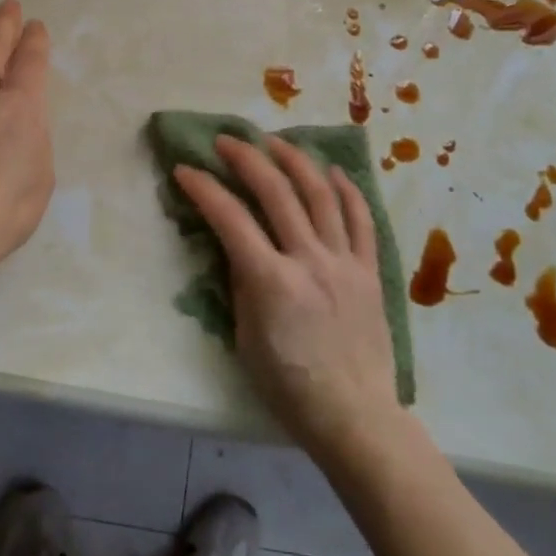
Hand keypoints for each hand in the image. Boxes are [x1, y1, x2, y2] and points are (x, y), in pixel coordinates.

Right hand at [172, 137, 402, 464]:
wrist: (353, 415)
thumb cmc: (288, 386)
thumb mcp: (245, 338)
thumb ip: (240, 283)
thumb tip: (235, 243)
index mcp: (271, 281)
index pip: (230, 218)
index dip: (204, 189)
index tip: (185, 169)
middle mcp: (308, 260)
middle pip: (276, 192)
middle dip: (247, 158)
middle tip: (227, 140)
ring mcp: (343, 261)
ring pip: (320, 194)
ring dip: (295, 160)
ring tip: (275, 141)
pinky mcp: (369, 270)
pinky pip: (361, 219)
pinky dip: (346, 190)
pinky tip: (331, 171)